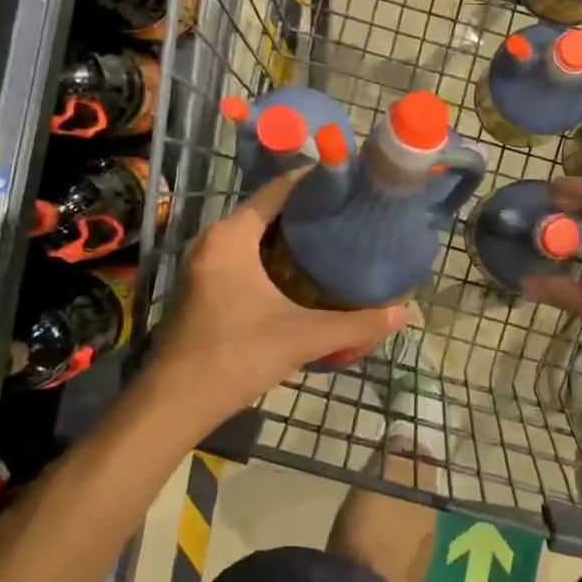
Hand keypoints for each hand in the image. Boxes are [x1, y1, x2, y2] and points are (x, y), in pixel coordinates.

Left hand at [147, 171, 411, 429]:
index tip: (348, 179)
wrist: (176, 402)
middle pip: (266, 209)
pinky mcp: (203, 285)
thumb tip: (405, 314)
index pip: (277, 190)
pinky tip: (300, 270)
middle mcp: (213, 241)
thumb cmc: (238, 355)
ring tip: (332, 235)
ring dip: (288, 233)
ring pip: (254, 234)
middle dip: (306, 208)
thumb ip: (356, 325)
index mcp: (232, 238)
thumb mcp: (304, 337)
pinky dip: (271, 253)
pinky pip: (243, 253)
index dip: (313, 180)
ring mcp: (204, 264)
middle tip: (348, 210)